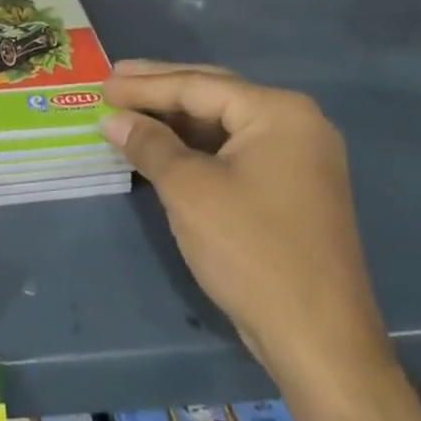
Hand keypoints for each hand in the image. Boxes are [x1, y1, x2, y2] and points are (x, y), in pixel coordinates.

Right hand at [100, 59, 420, 420]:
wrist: (318, 339)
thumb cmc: (250, 250)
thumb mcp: (189, 190)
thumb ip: (150, 144)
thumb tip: (114, 120)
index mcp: (279, 112)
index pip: (199, 86)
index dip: (145, 85)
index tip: (102, 84)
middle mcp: (297, 124)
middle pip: (214, 96)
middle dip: (162, 90)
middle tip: (114, 81)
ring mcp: (299, 158)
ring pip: (224, 125)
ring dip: (177, 120)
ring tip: (131, 111)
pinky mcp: (293, 188)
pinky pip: (235, 151)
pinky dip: (197, 147)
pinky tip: (165, 147)